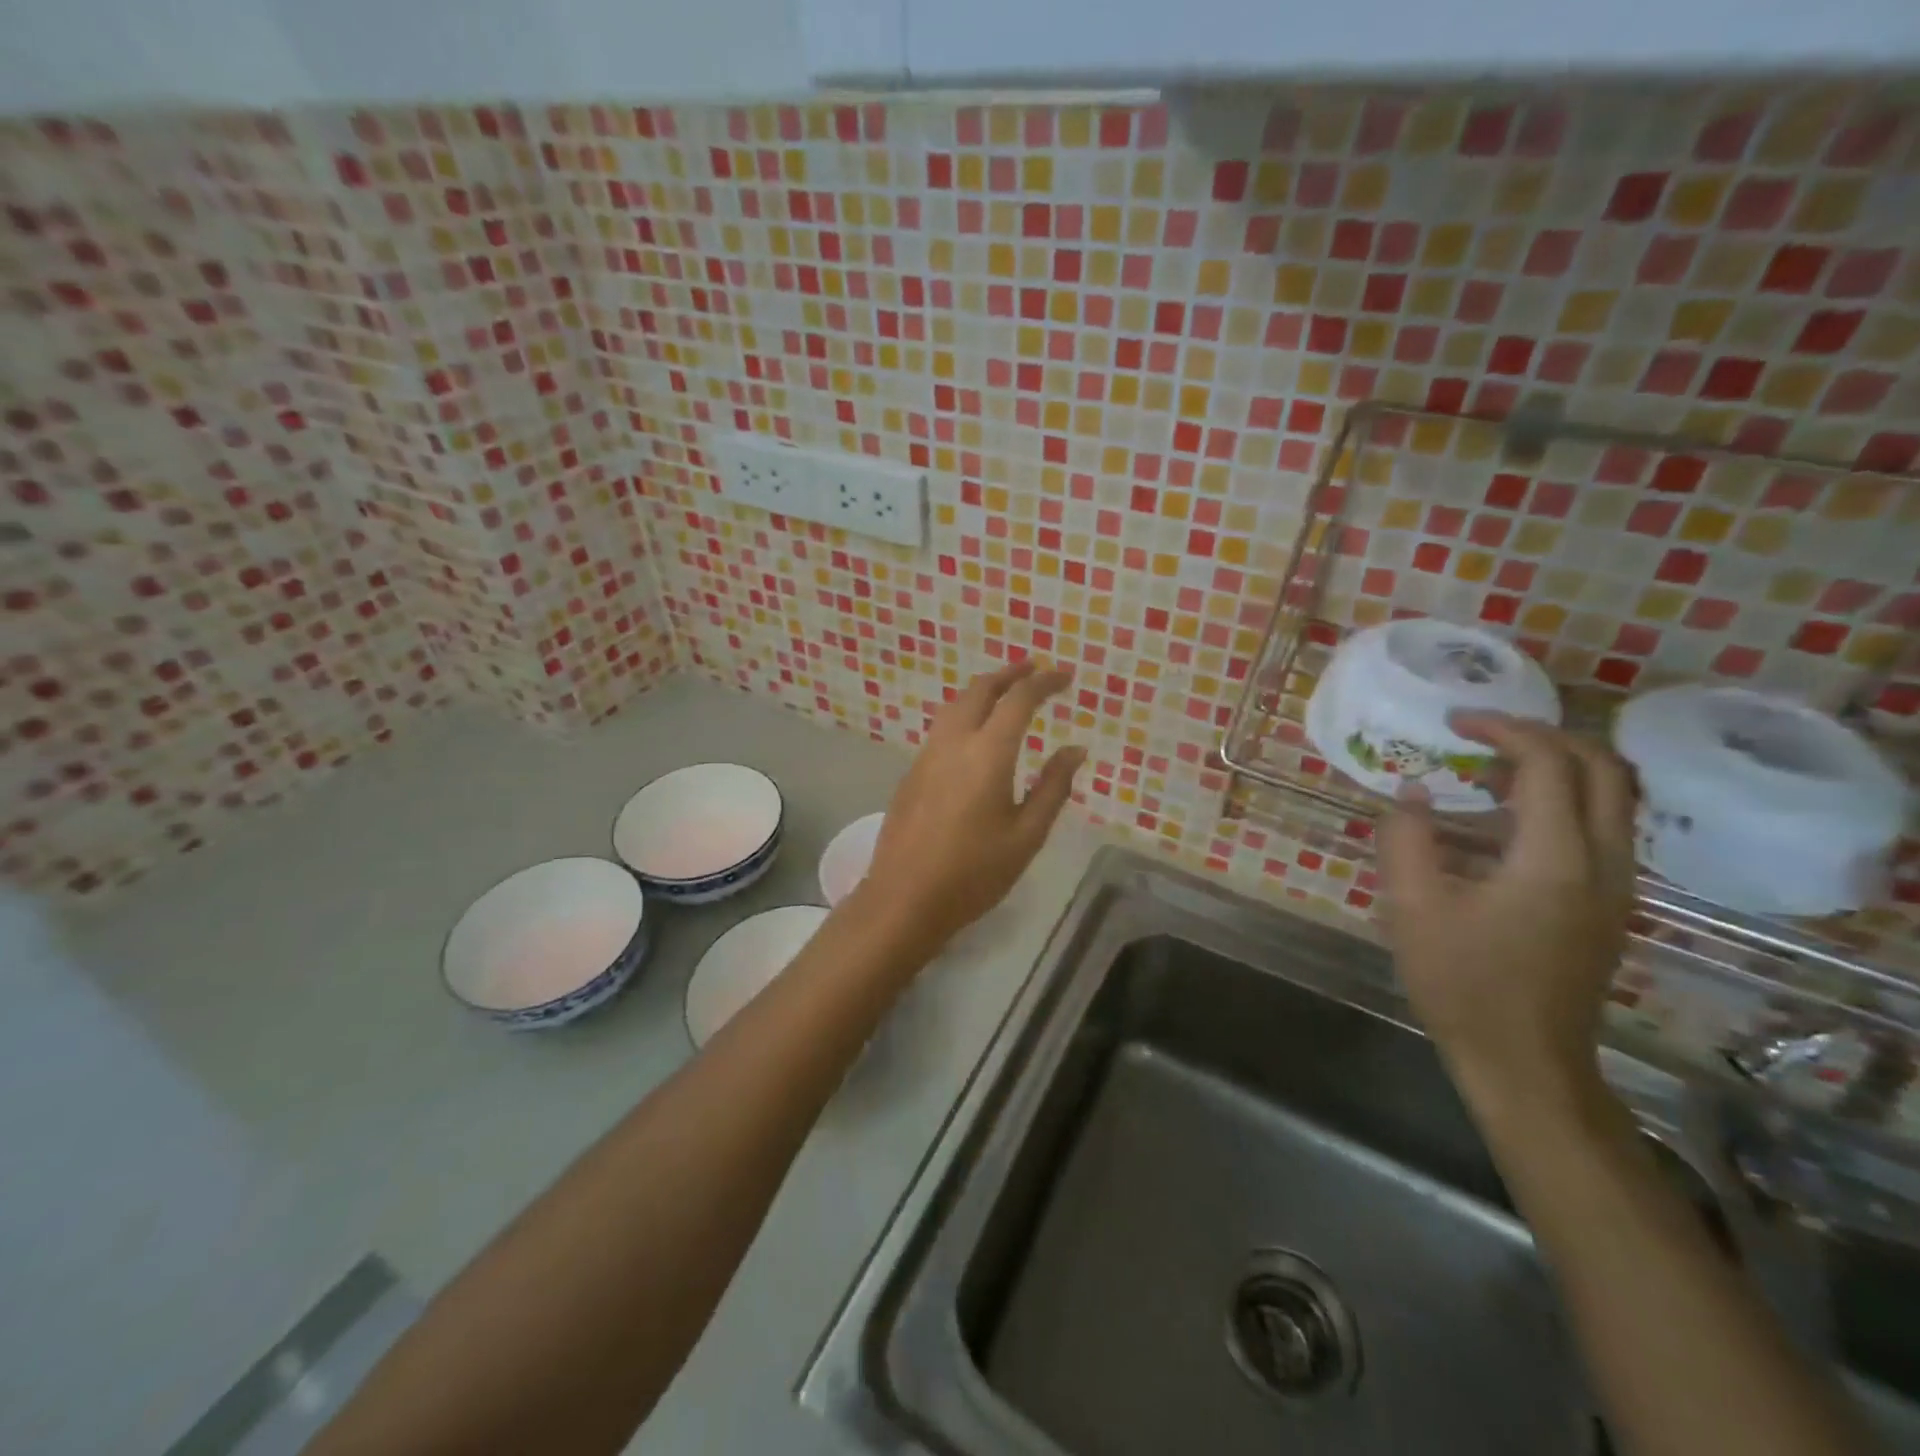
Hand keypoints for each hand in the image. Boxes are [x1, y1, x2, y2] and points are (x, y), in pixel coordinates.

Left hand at [853, 660, 1085, 952]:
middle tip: (1034, 671)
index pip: (1019, 700)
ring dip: (983, 691)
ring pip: (955, 705)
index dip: (1044, 682)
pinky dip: (965, 714)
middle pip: (980, 689)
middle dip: (1009, 674)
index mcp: (987, 753)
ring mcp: (926, 755)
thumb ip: (1053, 787)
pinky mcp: (911, 773)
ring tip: (1006, 696)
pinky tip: (976, 736)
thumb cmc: (974, 872)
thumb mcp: (1026, 835)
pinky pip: (942, 728)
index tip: (1065, 677)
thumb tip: (1074, 750)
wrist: (904, 898)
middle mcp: (953, 742)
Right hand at [1379, 713, 1637, 1108]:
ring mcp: (1616, 886)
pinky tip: (1501, 825)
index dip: (1503, 729)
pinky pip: (1601, 828)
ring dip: (1556, 768)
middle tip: (1483, 736)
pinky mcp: (1609, 905)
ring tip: (1486, 774)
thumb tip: (1410, 792)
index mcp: (1555, 858)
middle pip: (1604, 767)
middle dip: (1544, 736)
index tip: (1454, 722)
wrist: (1525, 1062)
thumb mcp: (1412, 907)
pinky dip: (1561, 802)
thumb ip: (1405, 838)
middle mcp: (1603, 862)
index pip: (1549, 762)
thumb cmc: (1462, 983)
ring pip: (1612, 797)